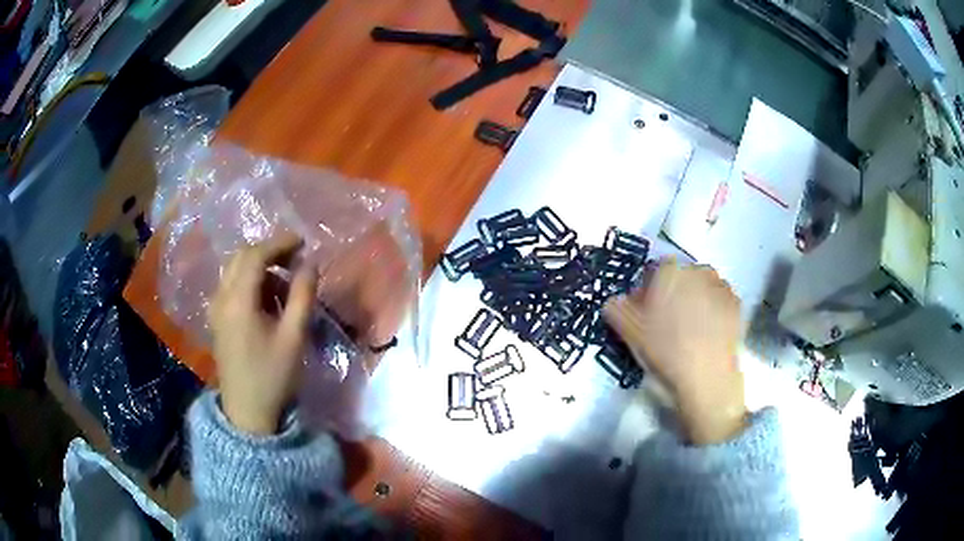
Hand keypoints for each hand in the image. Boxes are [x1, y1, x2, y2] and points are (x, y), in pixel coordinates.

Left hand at [208, 233, 316, 434]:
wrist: (248, 413)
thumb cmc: (273, 377)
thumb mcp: (294, 336)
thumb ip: (303, 295)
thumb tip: (310, 264)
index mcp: (238, 300)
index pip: (256, 255)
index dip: (280, 243)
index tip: (304, 243)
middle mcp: (221, 297)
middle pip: (241, 257)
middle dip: (269, 252)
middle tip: (295, 260)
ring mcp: (216, 309)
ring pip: (234, 270)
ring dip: (259, 267)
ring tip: (284, 284)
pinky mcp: (217, 320)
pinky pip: (231, 286)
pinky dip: (249, 282)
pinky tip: (266, 301)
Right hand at [603, 259, 746, 444]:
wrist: (707, 377)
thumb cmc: (665, 349)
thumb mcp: (628, 330)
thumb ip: (616, 307)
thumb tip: (617, 300)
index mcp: (669, 270)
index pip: (653, 271)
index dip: (647, 292)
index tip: (645, 314)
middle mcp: (697, 269)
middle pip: (679, 278)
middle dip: (672, 294)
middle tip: (665, 324)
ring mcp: (721, 285)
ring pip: (701, 288)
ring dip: (693, 302)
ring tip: (689, 332)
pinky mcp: (737, 304)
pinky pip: (718, 302)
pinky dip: (712, 313)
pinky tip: (706, 336)